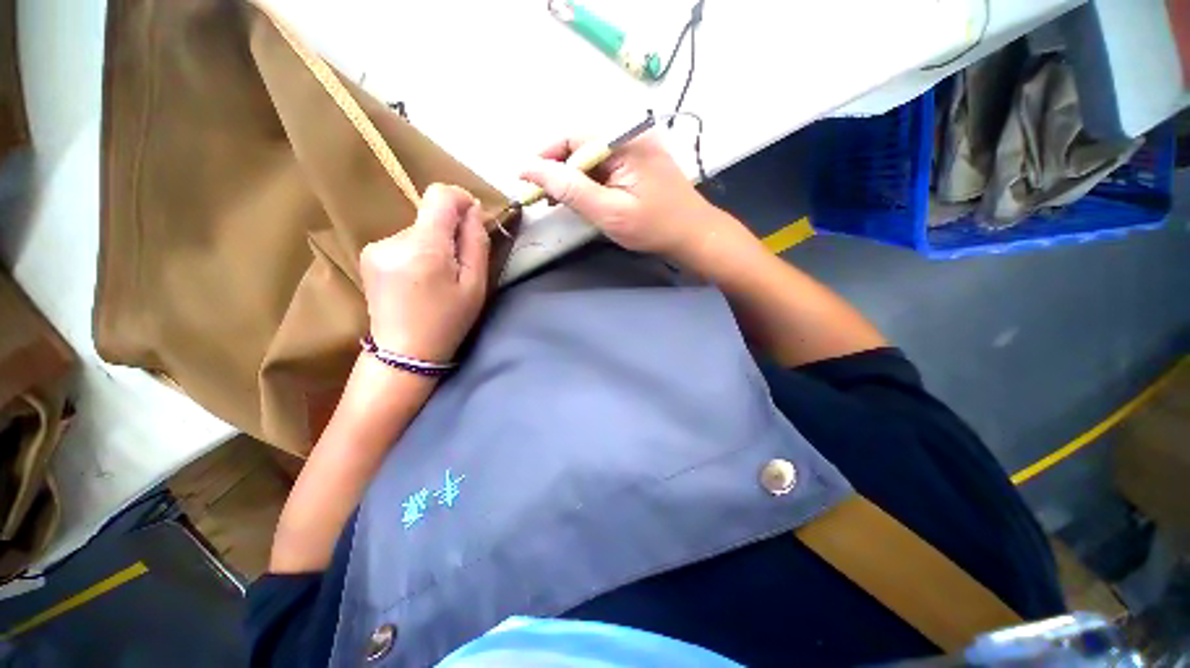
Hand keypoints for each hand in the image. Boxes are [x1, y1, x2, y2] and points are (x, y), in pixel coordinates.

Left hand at [359, 184, 489, 363]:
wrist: (405, 352)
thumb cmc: (448, 321)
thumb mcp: (475, 285)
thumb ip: (476, 243)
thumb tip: (474, 211)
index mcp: (425, 247)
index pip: (439, 195)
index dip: (461, 199)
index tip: (474, 218)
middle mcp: (394, 239)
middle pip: (429, 216)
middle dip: (449, 233)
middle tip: (458, 266)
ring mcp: (376, 247)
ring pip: (417, 230)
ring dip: (432, 245)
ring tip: (437, 277)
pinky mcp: (368, 255)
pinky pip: (403, 242)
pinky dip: (417, 252)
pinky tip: (419, 279)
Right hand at [520, 131, 738, 265]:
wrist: (693, 235)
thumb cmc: (654, 227)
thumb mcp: (609, 211)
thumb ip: (571, 189)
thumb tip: (531, 169)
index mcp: (624, 140)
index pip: (573, 138)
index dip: (545, 157)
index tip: (525, 179)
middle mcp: (630, 136)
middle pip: (581, 146)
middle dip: (558, 170)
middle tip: (541, 197)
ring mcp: (636, 149)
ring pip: (591, 159)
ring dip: (572, 178)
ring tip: (556, 201)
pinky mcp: (639, 164)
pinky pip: (605, 168)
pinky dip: (589, 183)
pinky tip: (581, 199)